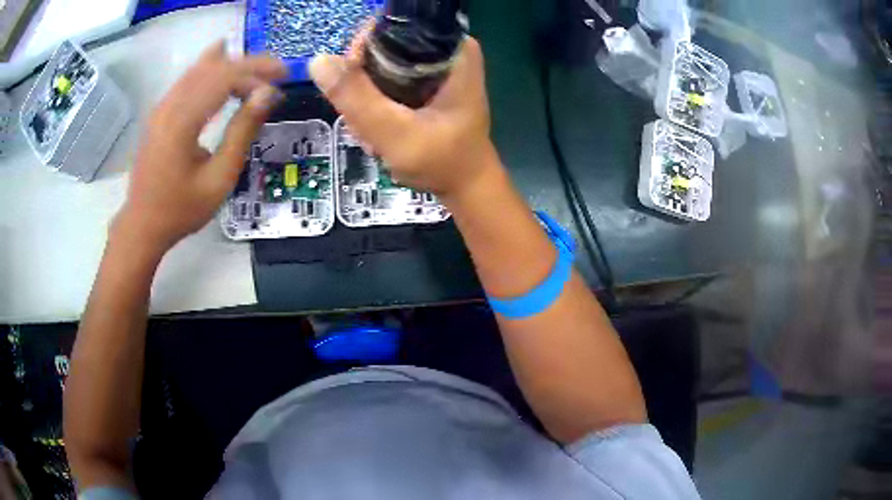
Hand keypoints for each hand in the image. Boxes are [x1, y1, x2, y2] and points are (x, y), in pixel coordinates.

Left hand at [116, 42, 286, 253]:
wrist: (142, 225)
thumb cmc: (181, 209)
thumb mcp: (219, 178)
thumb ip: (242, 132)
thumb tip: (267, 95)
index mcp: (182, 122)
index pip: (224, 78)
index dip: (256, 74)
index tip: (282, 81)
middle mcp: (169, 105)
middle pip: (213, 67)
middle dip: (247, 64)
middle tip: (277, 70)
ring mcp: (161, 107)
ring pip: (199, 68)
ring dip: (230, 63)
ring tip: (258, 68)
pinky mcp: (159, 113)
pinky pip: (188, 79)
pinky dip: (212, 71)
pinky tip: (225, 70)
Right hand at [308, 28, 496, 199]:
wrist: (465, 186)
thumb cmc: (442, 161)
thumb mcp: (396, 133)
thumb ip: (357, 98)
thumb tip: (318, 61)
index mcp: (453, 49)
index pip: (391, 27)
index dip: (362, 51)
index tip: (350, 85)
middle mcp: (446, 50)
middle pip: (382, 47)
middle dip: (363, 85)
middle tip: (365, 121)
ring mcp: (436, 67)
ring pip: (379, 67)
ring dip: (367, 101)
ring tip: (374, 134)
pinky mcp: (426, 82)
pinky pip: (385, 81)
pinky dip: (376, 106)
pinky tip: (380, 131)